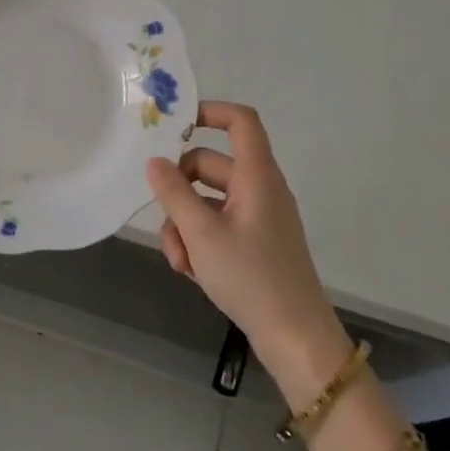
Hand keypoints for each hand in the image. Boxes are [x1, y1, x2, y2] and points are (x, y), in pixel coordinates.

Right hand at [146, 102, 345, 386]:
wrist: (296, 338)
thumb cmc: (251, 277)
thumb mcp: (202, 234)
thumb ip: (173, 193)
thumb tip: (153, 162)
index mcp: (257, 176)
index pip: (241, 122)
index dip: (210, 112)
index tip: (173, 125)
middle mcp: (260, 189)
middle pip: (210, 166)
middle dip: (179, 191)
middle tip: (163, 218)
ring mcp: (258, 217)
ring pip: (208, 201)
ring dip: (185, 224)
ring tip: (179, 260)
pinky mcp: (255, 243)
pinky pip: (218, 226)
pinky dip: (200, 241)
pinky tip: (191, 271)